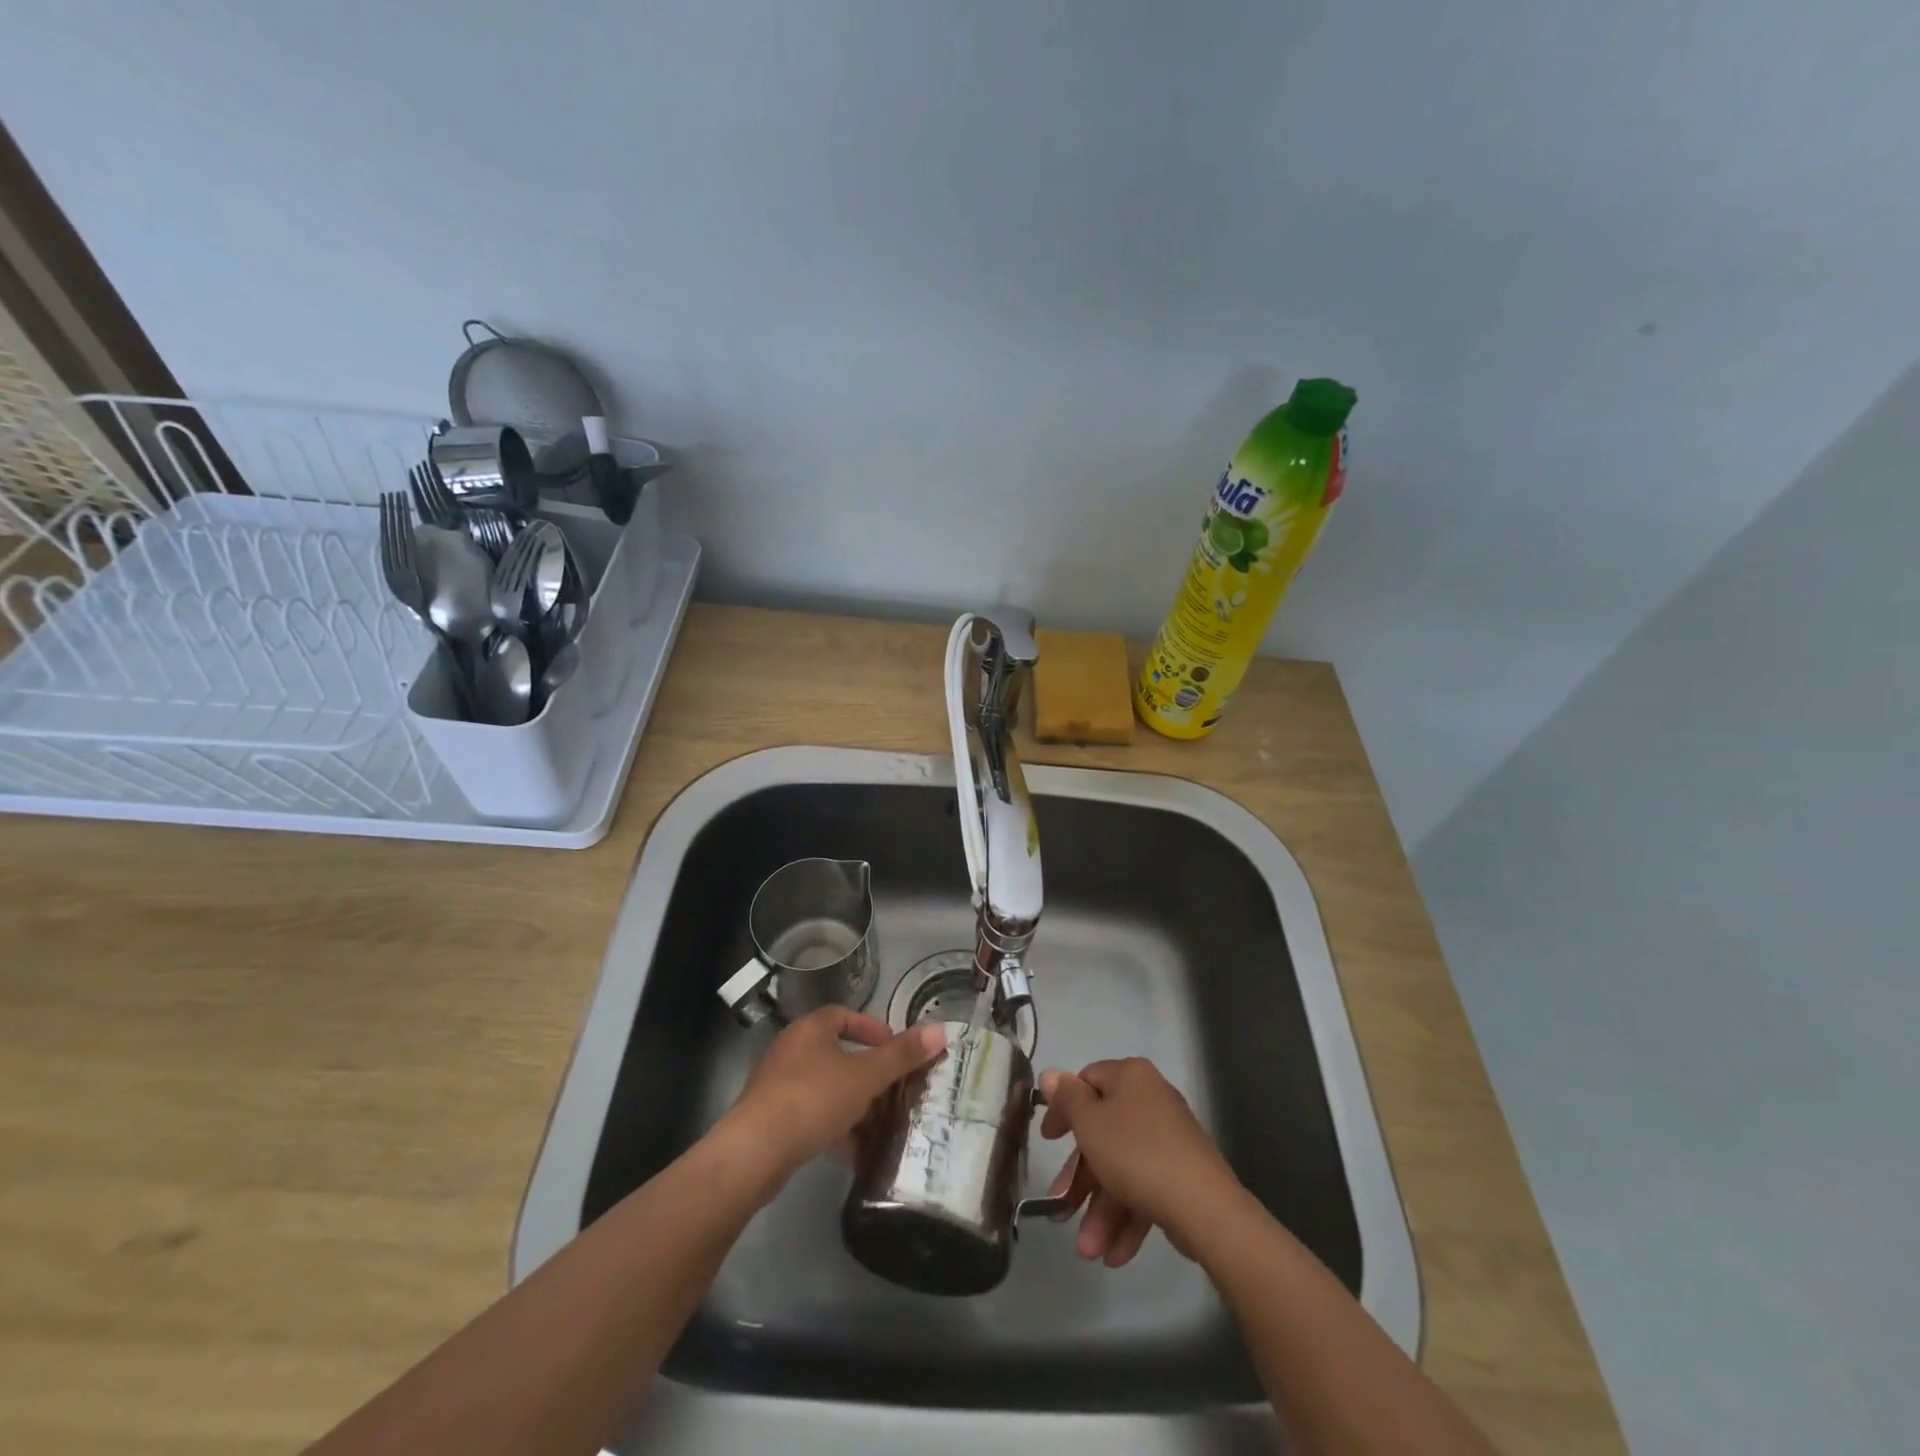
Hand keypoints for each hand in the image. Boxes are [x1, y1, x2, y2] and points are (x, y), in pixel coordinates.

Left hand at [719, 1007, 945, 1189]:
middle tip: (895, 1091)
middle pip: (838, 1055)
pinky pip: (813, 1117)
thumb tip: (941, 1030)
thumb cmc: (813, 1099)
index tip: (895, 1051)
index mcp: (811, 1029)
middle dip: (869, 1075)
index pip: (845, 1016)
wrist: (754, 1152)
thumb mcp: (865, 1076)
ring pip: (827, 1089)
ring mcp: (779, 1086)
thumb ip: (902, 1055)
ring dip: (855, 1106)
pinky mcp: (772, 1120)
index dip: (873, 1029)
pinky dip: (836, 1130)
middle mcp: (792, 1050)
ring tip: (882, 1127)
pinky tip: (856, 1155)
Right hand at [1038, 1057, 1242, 1266]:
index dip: (1063, 1110)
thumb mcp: (1089, 1124)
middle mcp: (1151, 1100)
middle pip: (1103, 1134)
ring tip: (1090, 1252)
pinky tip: (1115, 1255)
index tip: (1048, 1141)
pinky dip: (1128, 1218)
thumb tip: (1050, 1074)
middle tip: (1062, 1211)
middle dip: (1082, 1182)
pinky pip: (1145, 1188)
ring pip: (1122, 1169)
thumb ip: (1067, 1099)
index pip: (1087, 1082)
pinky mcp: (1182, 1174)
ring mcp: (1169, 1139)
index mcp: (1130, 1077)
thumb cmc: (1135, 1154)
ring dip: (1102, 1211)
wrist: (1204, 1207)